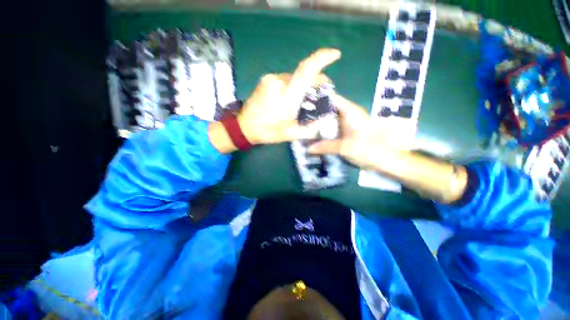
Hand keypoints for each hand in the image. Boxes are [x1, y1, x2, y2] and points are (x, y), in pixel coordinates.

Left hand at [237, 48, 340, 144]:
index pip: (306, 70)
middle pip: (303, 74)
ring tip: (303, 101)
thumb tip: (324, 119)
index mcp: (287, 95)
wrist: (244, 127)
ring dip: (302, 86)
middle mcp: (279, 81)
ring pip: (294, 77)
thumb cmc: (267, 131)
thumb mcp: (291, 134)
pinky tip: (290, 98)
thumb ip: (310, 127)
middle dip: (315, 82)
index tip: (336, 54)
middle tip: (320, 94)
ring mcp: (270, 79)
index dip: (322, 59)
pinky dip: (292, 86)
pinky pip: (285, 79)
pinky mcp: (266, 80)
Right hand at [308, 95, 406, 172]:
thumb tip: (308, 148)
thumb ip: (325, 147)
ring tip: (305, 124)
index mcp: (350, 111)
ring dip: (320, 121)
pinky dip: (326, 128)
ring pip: (331, 117)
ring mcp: (349, 122)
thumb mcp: (344, 148)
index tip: (303, 102)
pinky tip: (316, 133)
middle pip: (329, 107)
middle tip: (301, 117)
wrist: (387, 159)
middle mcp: (349, 113)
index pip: (331, 98)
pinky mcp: (349, 130)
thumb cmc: (369, 150)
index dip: (318, 98)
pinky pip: (334, 126)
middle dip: (316, 112)